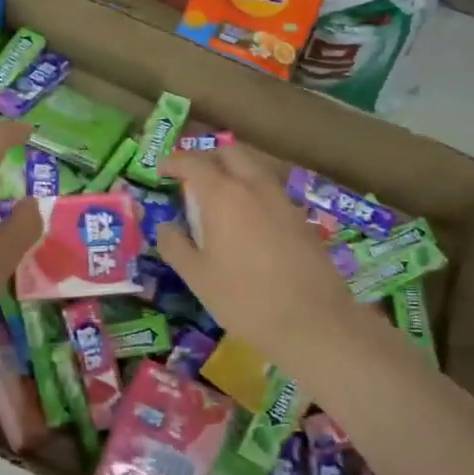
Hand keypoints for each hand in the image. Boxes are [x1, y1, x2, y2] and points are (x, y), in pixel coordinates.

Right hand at [154, 145, 359, 363]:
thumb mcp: (197, 277)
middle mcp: (255, 187)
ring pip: (255, 168)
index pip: (194, 162)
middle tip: (191, 177)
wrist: (312, 321)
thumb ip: (175, 245)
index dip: (174, 161)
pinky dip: (253, 191)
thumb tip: (167, 227)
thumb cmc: (244, 299)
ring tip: (218, 197)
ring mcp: (282, 200)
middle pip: (230, 153)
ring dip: (233, 171)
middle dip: (207, 157)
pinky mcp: (301, 218)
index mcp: (224, 195)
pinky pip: (270, 190)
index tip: (161, 169)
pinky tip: (247, 219)